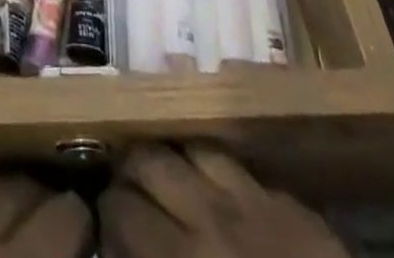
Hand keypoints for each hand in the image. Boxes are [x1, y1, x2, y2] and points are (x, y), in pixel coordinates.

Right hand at [98, 146, 347, 257]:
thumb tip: (126, 253)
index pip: (121, 209)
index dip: (106, 212)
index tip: (104, 220)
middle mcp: (208, 218)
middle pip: (149, 161)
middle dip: (129, 171)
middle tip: (126, 189)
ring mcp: (252, 202)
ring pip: (191, 147)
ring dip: (171, 158)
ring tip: (165, 173)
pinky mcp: (289, 203)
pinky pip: (237, 163)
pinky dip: (213, 165)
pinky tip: (211, 179)